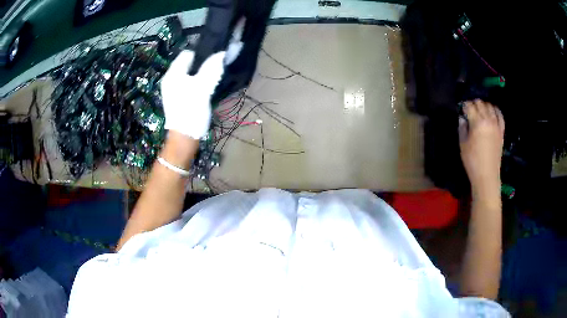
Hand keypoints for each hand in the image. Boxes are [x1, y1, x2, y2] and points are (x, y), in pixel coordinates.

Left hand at [160, 50, 225, 139]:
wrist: (184, 138)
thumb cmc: (190, 110)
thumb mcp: (202, 87)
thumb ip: (211, 68)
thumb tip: (221, 53)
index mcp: (173, 74)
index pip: (187, 54)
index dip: (201, 53)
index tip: (215, 58)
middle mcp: (171, 79)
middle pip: (189, 64)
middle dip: (203, 64)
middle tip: (216, 68)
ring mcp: (174, 90)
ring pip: (191, 74)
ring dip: (202, 74)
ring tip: (214, 79)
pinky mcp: (179, 98)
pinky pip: (190, 84)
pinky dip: (199, 83)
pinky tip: (207, 89)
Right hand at [459, 99, 504, 193]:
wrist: (487, 175)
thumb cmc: (472, 161)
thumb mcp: (463, 144)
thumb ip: (462, 128)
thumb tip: (463, 118)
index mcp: (477, 122)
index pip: (469, 106)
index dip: (464, 106)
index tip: (461, 110)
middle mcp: (488, 120)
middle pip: (480, 103)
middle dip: (473, 104)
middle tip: (469, 111)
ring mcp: (496, 124)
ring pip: (490, 106)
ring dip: (484, 106)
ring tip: (480, 111)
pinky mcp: (501, 130)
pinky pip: (500, 115)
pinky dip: (495, 110)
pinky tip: (492, 112)